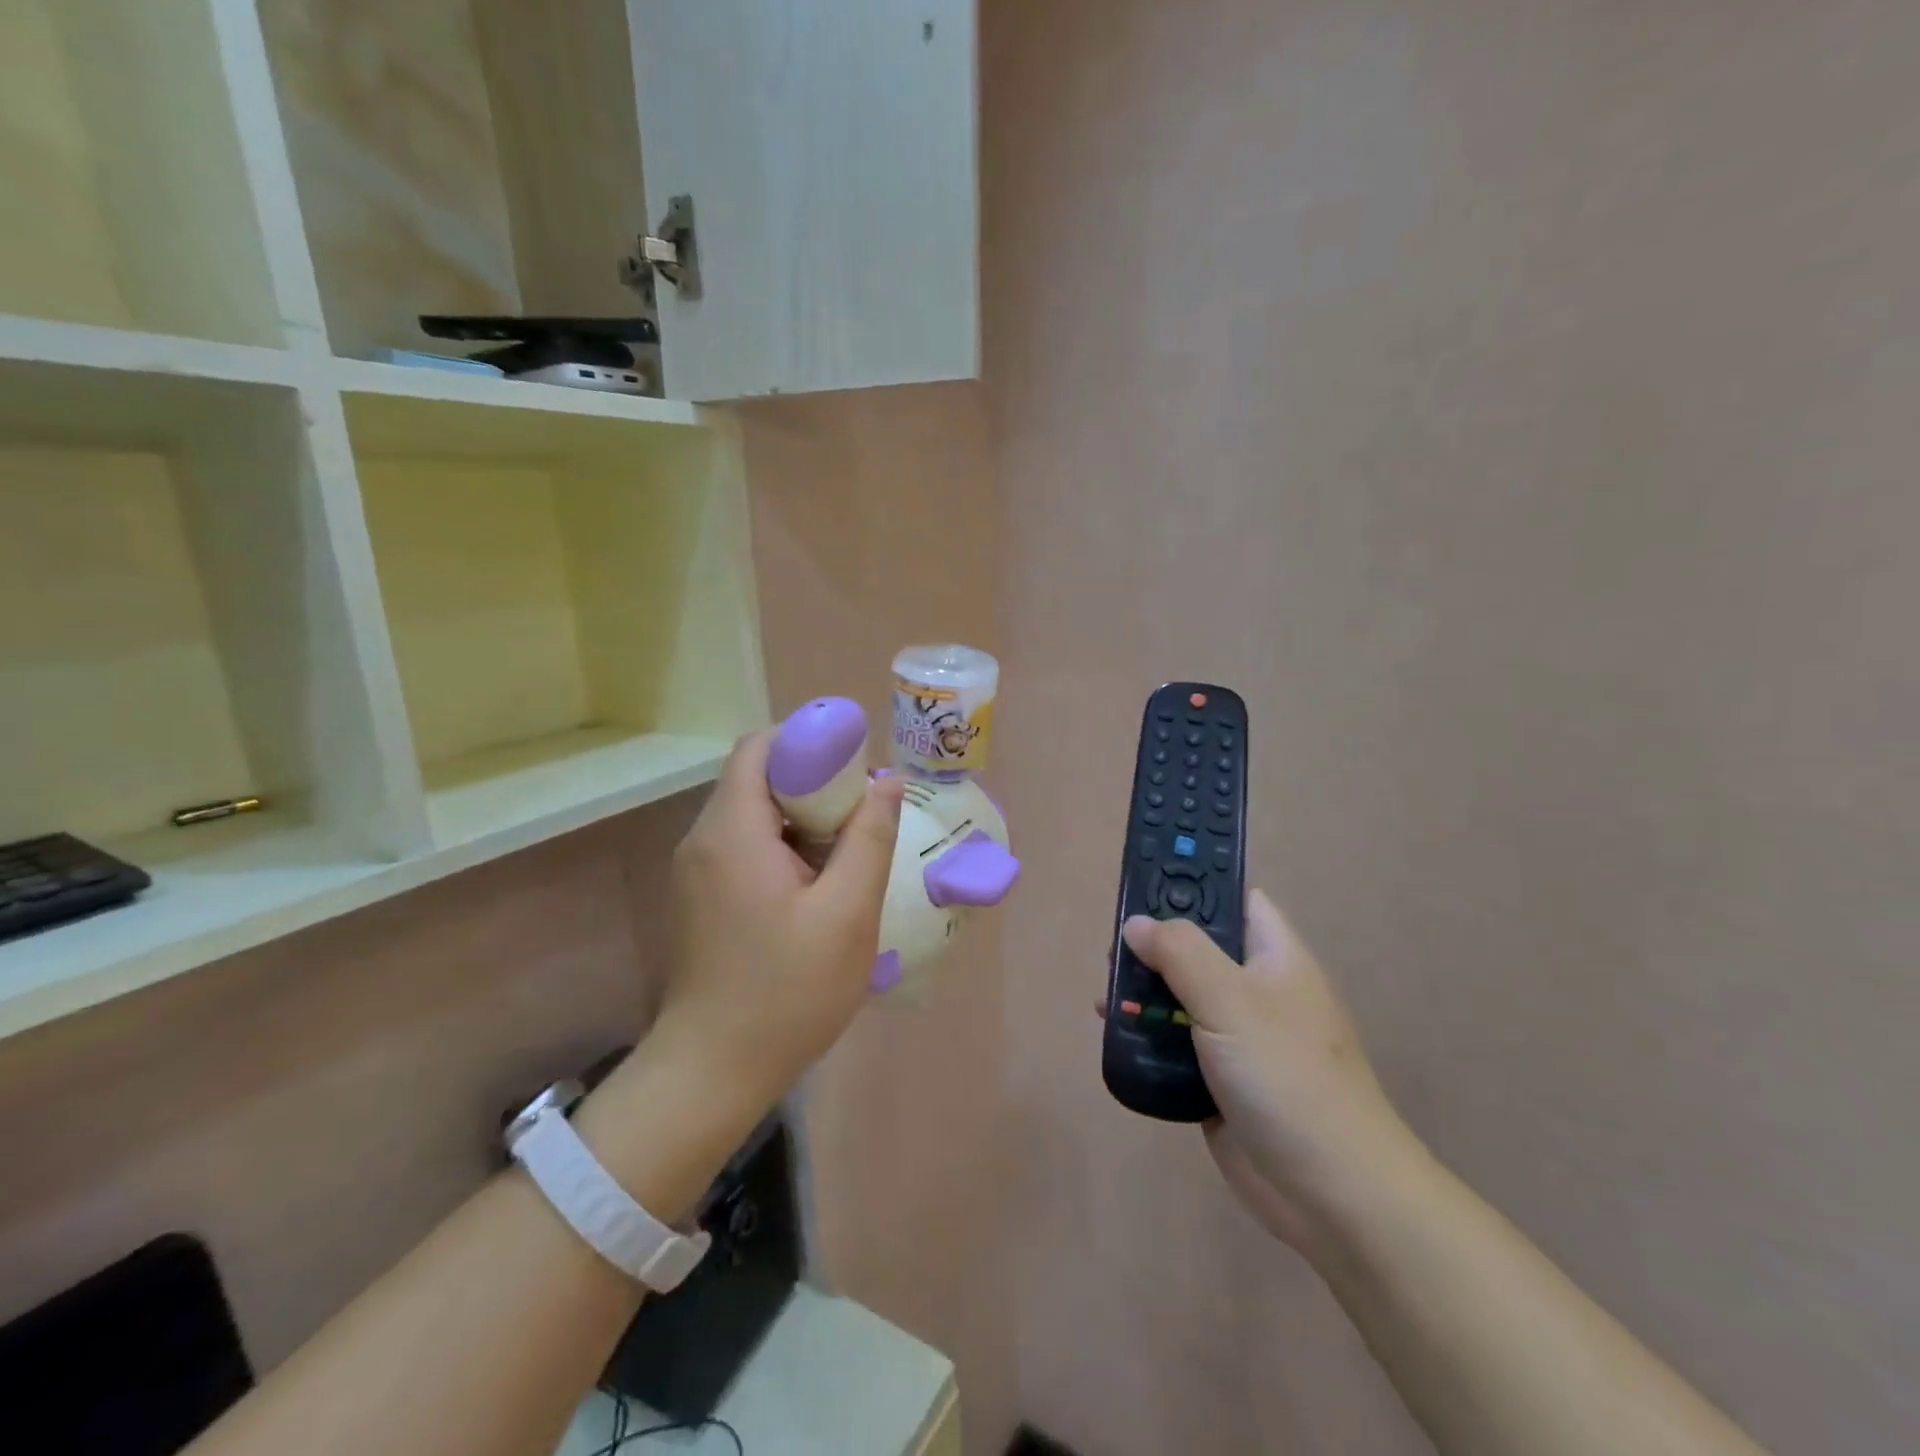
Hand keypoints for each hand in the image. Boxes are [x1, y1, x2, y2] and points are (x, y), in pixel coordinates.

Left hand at [652, 729, 904, 1108]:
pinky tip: (817, 883)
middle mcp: (703, 838)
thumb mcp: (847, 913)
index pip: (760, 747)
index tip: (854, 766)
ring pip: (752, 812)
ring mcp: (696, 870)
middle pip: (756, 776)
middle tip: (861, 813)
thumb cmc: (787, 991)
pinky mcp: (701, 897)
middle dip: (812, 780)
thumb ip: (870, 838)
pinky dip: (782, 844)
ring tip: (847, 849)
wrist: (714, 1071)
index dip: (808, 741)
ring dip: (800, 816)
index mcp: (733, 831)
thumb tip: (886, 779)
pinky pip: (744, 845)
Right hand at [1117, 892, 1423, 1251]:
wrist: (1334, 1194)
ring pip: (1182, 997)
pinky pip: (1176, 1044)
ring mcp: (1239, 1037)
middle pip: (1198, 948)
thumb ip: (1180, 952)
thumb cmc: (1288, 1076)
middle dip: (1155, 945)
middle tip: (1113, 948)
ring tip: (1104, 995)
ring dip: (1144, 993)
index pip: (1235, 899)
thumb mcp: (1231, 1000)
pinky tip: (1115, 1033)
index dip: (1195, 883)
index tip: (1144, 881)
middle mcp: (1257, 990)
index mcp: (1275, 957)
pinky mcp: (1221, 1080)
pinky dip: (1147, 1036)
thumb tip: (1136, 923)